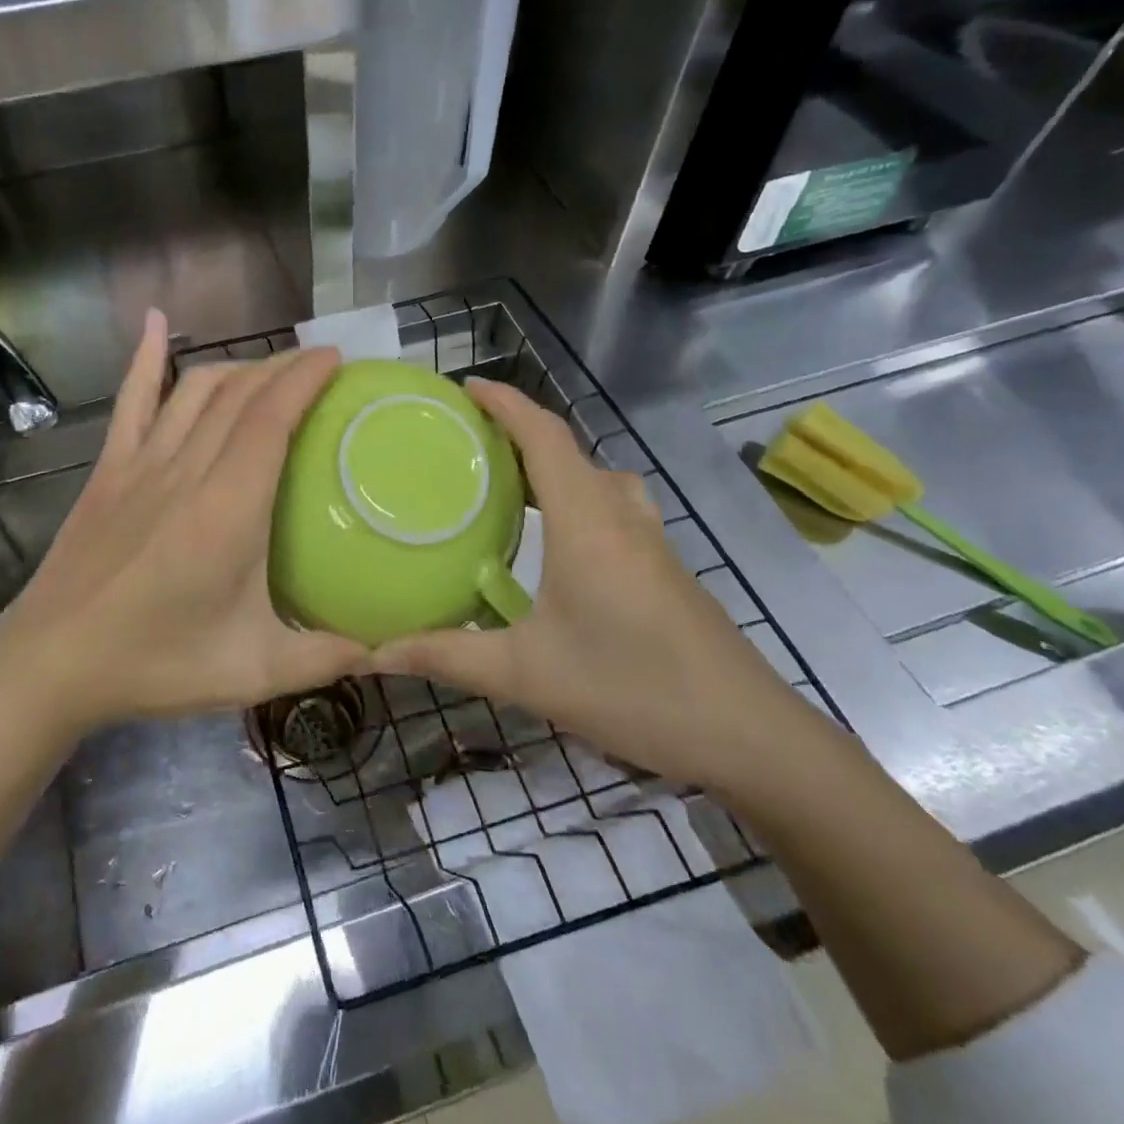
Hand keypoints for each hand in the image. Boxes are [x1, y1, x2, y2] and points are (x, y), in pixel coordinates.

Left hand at [0, 310, 365, 737]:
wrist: (50, 664)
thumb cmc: (154, 664)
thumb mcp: (250, 671)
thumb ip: (322, 659)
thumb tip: (382, 649)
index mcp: (226, 509)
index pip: (271, 419)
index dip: (304, 379)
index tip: (335, 358)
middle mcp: (185, 470)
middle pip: (239, 394)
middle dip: (283, 366)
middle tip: (318, 362)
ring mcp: (139, 464)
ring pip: (194, 390)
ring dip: (237, 366)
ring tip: (269, 367)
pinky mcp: (107, 470)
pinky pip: (130, 400)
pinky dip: (144, 358)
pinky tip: (154, 321)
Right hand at [369, 379, 814, 791]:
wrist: (749, 736)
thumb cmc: (634, 689)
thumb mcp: (527, 675)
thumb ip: (448, 657)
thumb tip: (374, 653)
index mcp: (585, 522)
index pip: (544, 437)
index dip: (506, 403)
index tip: (465, 387)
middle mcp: (619, 517)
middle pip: (568, 450)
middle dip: (519, 431)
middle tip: (468, 440)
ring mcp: (650, 542)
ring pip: (596, 478)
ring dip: (553, 464)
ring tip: (509, 482)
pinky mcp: (664, 568)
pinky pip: (612, 507)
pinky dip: (576, 496)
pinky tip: (557, 541)